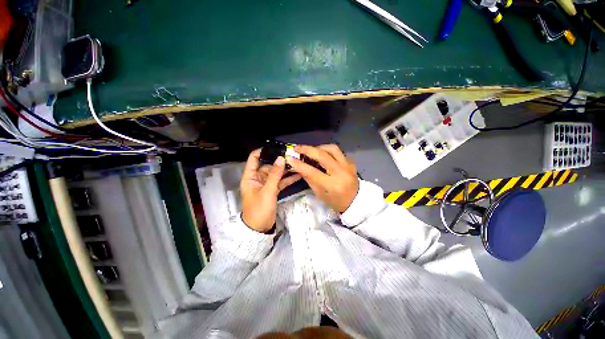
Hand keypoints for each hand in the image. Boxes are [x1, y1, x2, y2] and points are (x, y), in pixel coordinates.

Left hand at [240, 149, 301, 232]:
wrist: (259, 228)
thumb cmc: (259, 209)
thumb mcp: (267, 191)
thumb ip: (275, 175)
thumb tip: (281, 159)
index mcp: (250, 177)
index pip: (254, 159)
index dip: (263, 151)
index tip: (276, 147)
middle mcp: (258, 178)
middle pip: (268, 165)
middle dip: (279, 161)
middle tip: (292, 156)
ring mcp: (266, 184)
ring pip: (276, 173)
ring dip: (285, 170)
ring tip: (297, 163)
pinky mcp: (272, 190)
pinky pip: (280, 182)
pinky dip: (288, 179)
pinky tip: (298, 175)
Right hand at [286, 144, 358, 212]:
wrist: (356, 202)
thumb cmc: (335, 201)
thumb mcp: (320, 194)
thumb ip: (309, 179)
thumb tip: (299, 166)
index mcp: (332, 185)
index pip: (312, 171)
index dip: (299, 164)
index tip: (289, 157)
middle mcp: (341, 173)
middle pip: (323, 155)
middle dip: (307, 149)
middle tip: (297, 148)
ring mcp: (348, 166)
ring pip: (332, 148)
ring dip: (319, 147)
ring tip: (311, 151)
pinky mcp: (351, 163)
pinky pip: (338, 152)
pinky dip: (328, 151)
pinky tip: (323, 155)